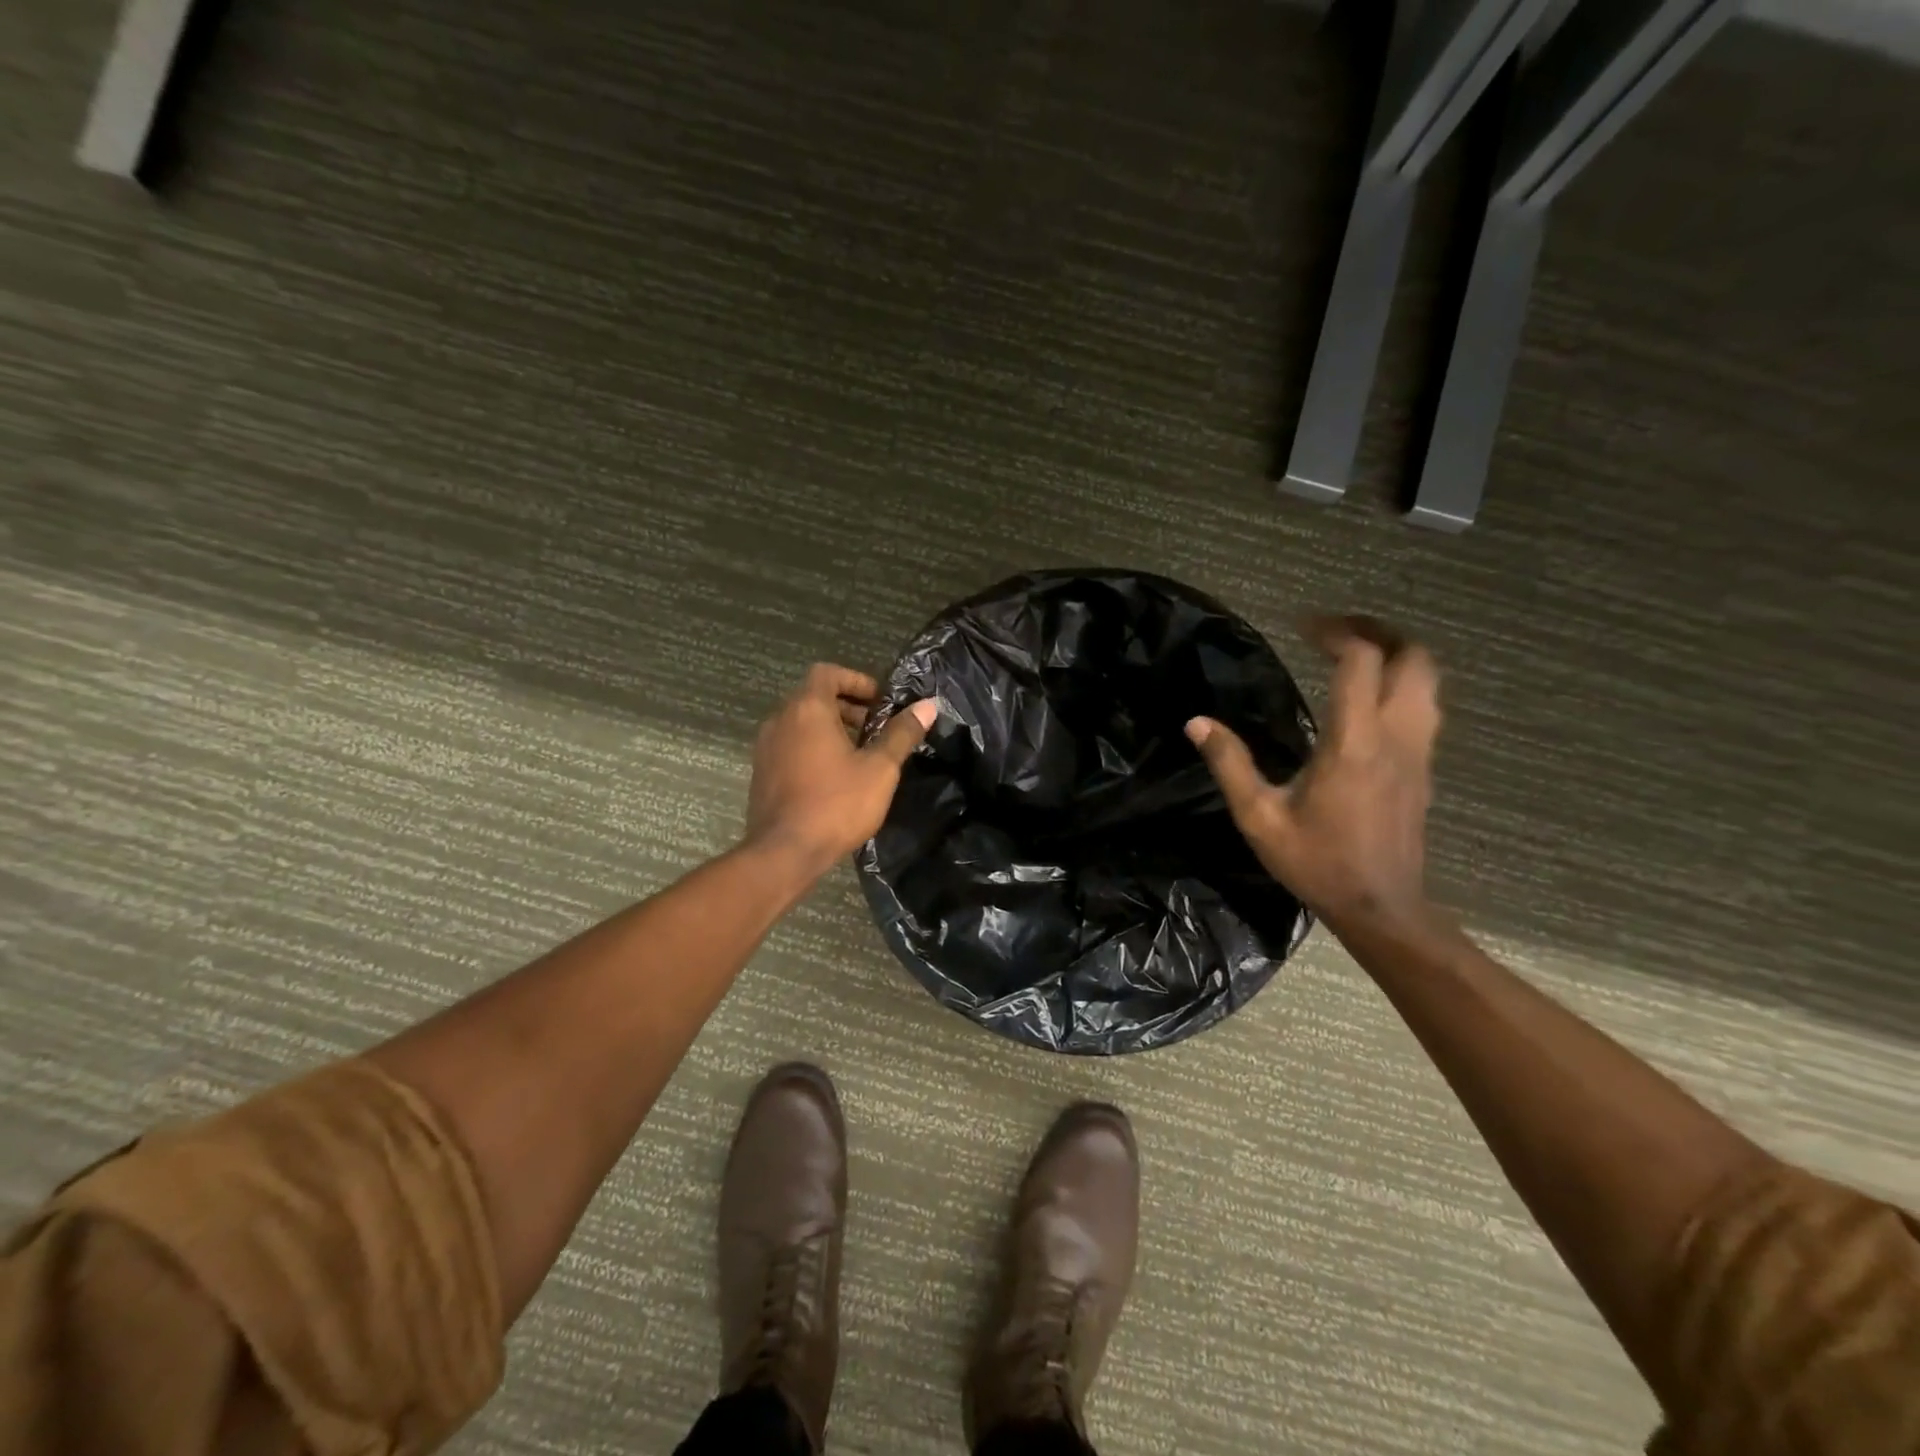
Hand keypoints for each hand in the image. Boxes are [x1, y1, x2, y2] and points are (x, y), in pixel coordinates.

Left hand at [744, 663, 937, 876]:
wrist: (784, 852)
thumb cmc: (836, 804)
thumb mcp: (880, 768)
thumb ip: (901, 733)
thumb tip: (928, 705)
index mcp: (807, 709)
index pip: (827, 672)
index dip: (856, 680)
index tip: (880, 701)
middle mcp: (780, 720)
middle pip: (814, 697)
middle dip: (847, 706)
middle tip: (876, 728)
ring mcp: (766, 747)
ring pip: (801, 723)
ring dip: (830, 729)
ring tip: (860, 754)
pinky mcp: (761, 773)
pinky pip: (790, 745)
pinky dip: (812, 747)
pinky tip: (835, 777)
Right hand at [1186, 616, 1440, 935]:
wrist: (1381, 907)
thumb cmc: (1317, 862)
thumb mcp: (1259, 817)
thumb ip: (1230, 764)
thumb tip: (1197, 722)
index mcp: (1354, 742)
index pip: (1361, 661)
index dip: (1335, 632)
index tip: (1302, 626)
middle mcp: (1396, 736)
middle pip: (1413, 657)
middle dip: (1378, 630)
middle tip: (1336, 629)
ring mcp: (1419, 751)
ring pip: (1429, 679)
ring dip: (1397, 653)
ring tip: (1356, 653)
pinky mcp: (1425, 767)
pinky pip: (1427, 705)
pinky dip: (1404, 682)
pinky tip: (1370, 698)